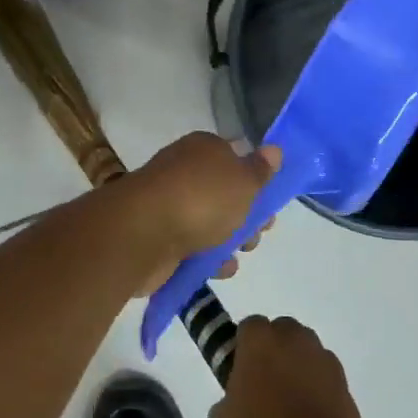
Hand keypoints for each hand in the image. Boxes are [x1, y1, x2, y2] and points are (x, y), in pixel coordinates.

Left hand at [118, 133, 278, 291]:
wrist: (143, 234)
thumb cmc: (201, 199)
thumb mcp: (243, 181)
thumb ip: (260, 170)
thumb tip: (274, 150)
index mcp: (202, 149)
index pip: (234, 157)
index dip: (255, 179)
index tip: (270, 202)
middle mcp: (183, 172)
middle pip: (223, 193)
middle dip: (246, 215)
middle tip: (260, 232)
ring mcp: (168, 206)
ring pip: (208, 222)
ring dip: (229, 240)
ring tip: (241, 252)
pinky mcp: (158, 238)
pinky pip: (191, 247)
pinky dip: (208, 258)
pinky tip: (222, 269)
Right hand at [209, 317, 366, 417]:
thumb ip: (226, 398)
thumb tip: (237, 399)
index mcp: (259, 339)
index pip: (248, 327)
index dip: (243, 348)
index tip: (240, 372)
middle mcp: (293, 337)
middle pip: (280, 332)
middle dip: (273, 350)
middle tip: (264, 384)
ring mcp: (321, 355)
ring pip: (304, 350)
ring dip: (296, 365)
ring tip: (289, 400)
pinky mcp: (343, 377)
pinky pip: (322, 372)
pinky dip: (316, 384)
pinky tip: (309, 412)